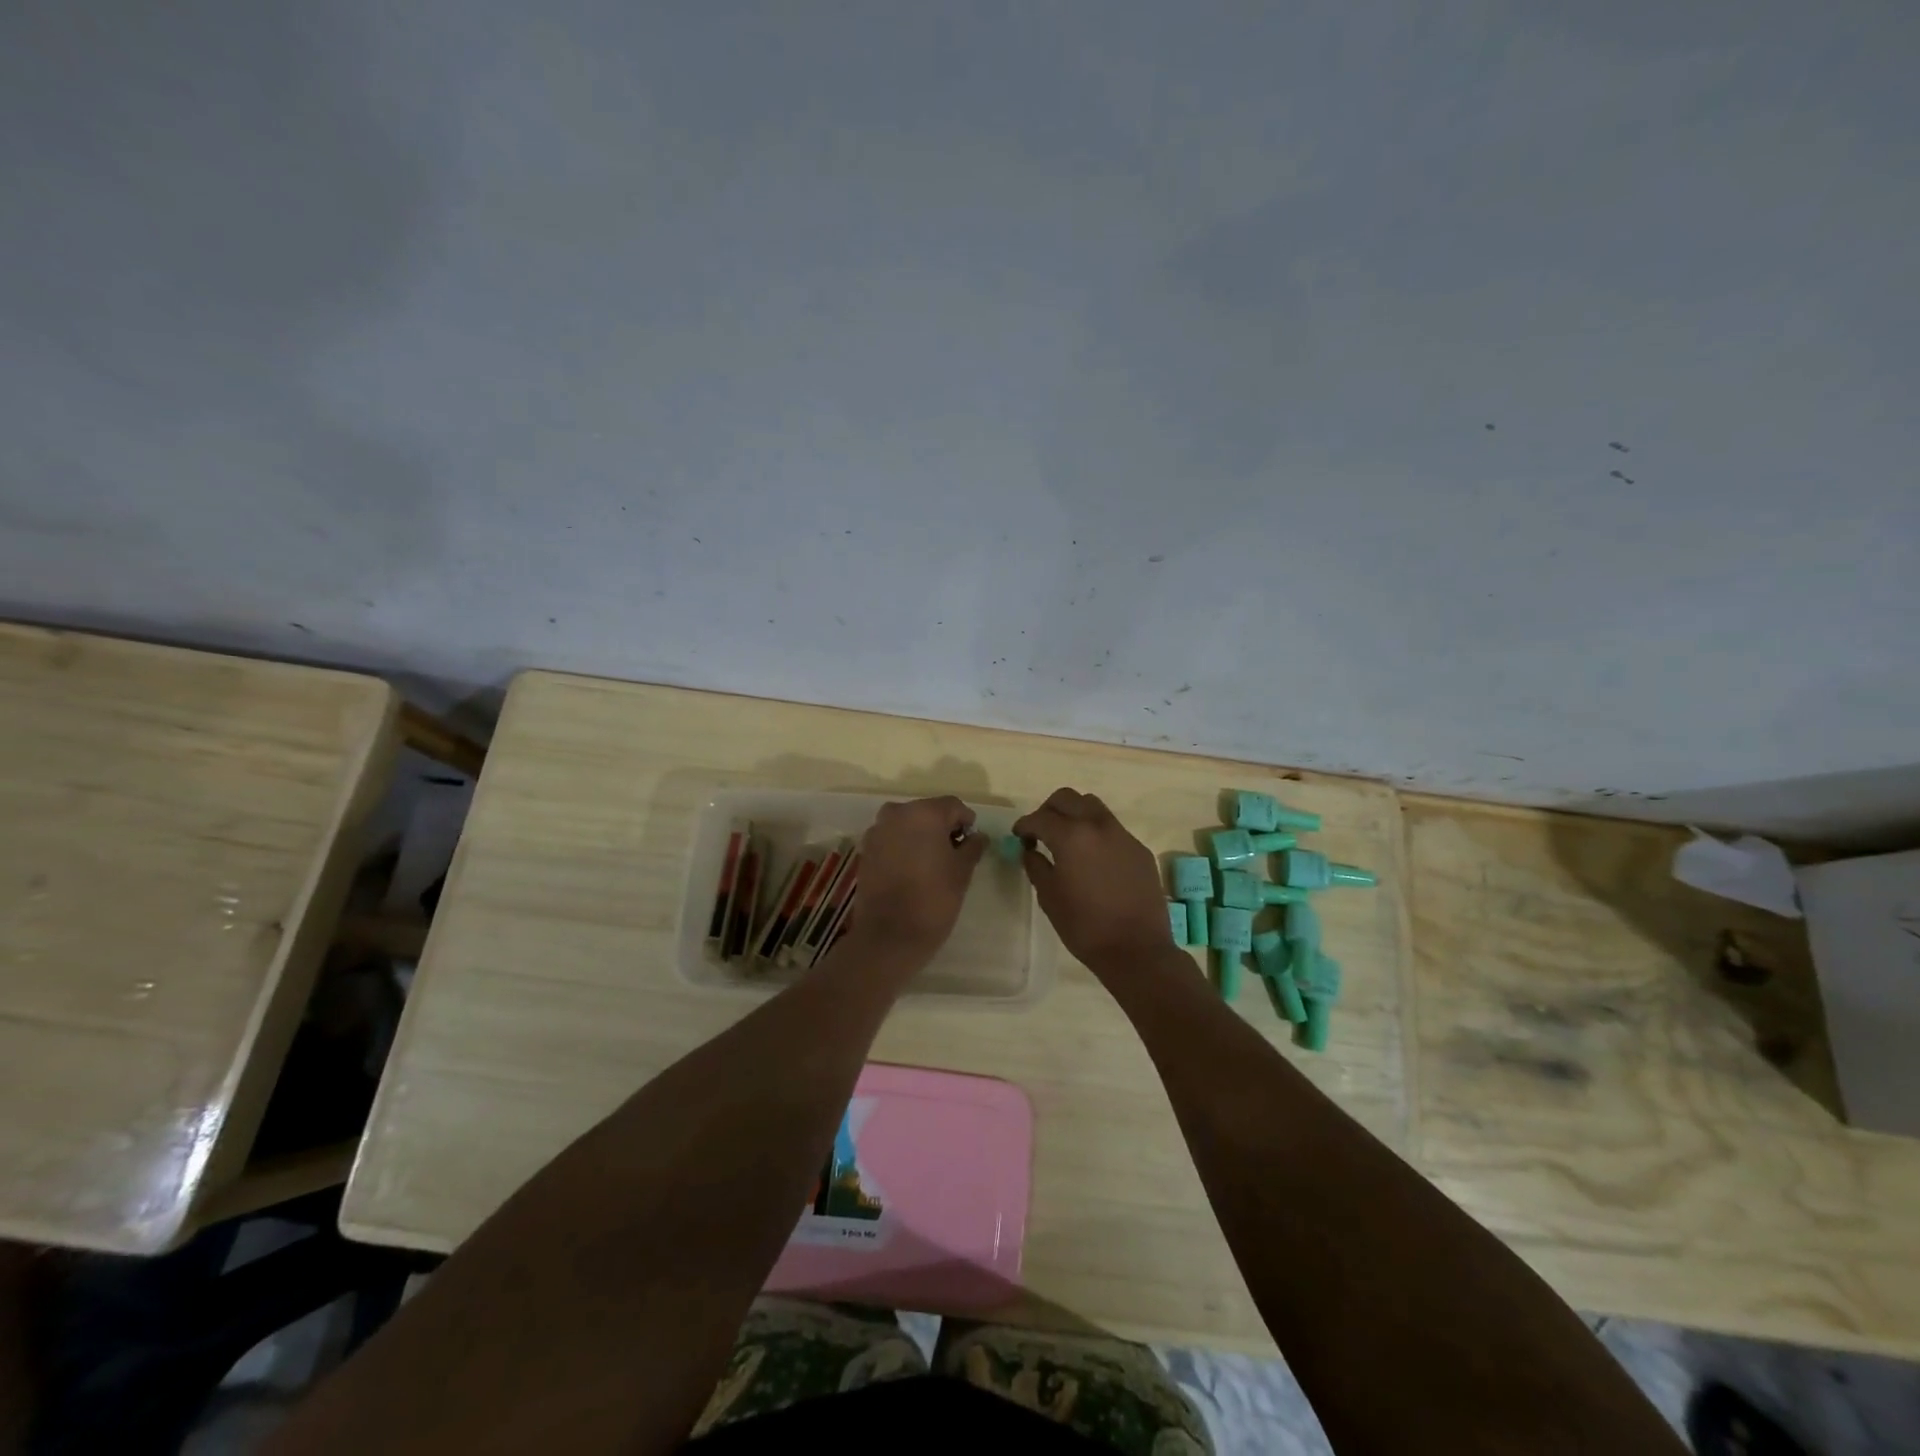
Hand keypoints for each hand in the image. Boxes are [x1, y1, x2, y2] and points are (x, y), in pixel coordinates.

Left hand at [849, 796, 986, 959]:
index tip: (972, 844)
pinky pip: (891, 839)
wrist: (889, 935)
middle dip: (942, 828)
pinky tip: (911, 871)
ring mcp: (877, 831)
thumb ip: (972, 847)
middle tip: (954, 855)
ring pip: (907, 825)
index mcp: (924, 813)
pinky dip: (903, 847)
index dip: (966, 822)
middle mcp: (897, 813)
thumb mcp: (962, 872)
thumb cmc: (934, 899)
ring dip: (921, 837)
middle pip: (927, 812)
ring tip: (932, 864)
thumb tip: (978, 837)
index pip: (953, 806)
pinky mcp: (865, 850)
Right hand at [1013, 788, 1173, 973]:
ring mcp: (1123, 835)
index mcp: (1071, 837)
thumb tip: (1030, 850)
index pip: (1040, 817)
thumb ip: (1036, 866)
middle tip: (1041, 831)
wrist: (1137, 950)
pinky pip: (1113, 829)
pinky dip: (1096, 833)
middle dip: (1049, 810)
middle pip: (1068, 798)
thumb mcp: (1049, 897)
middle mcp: (1098, 826)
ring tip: (1068, 839)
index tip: (1019, 836)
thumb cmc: (1085, 926)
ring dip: (1075, 815)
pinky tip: (1094, 859)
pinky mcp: (1139, 849)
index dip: (1024, 825)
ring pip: (1093, 807)